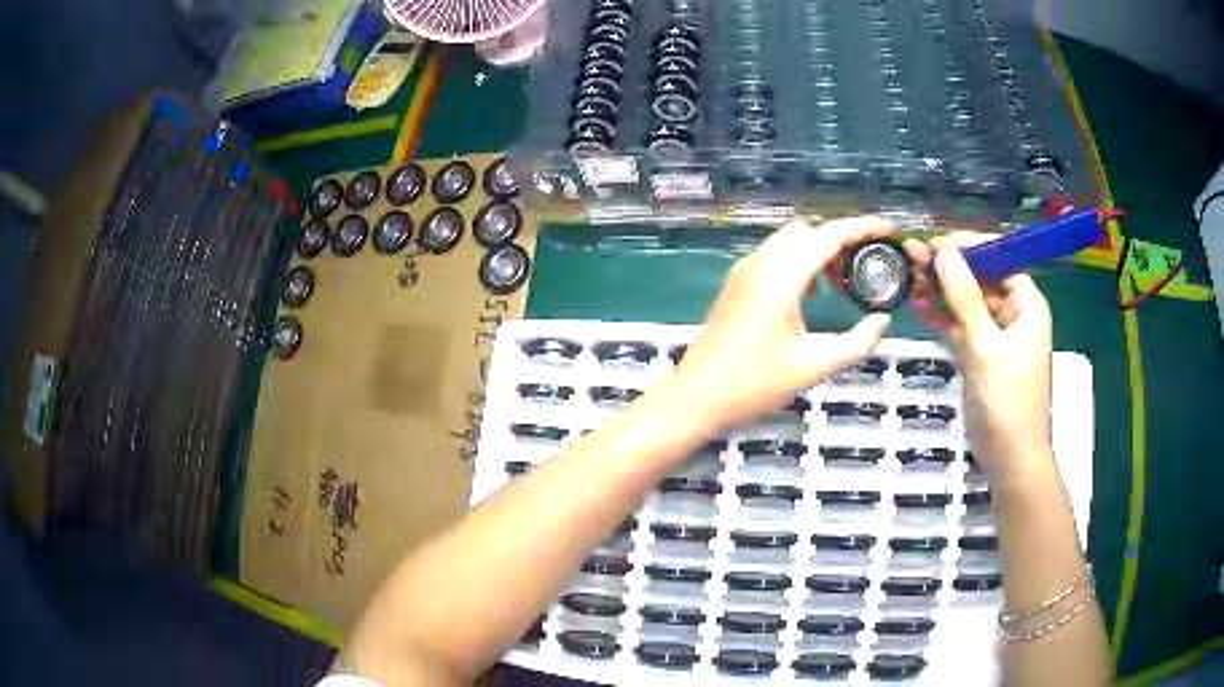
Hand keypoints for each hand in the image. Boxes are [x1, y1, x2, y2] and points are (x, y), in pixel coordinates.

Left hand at [672, 217, 893, 432]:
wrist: (696, 398)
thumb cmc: (755, 384)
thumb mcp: (815, 366)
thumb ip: (857, 342)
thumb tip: (883, 321)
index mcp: (781, 276)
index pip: (830, 235)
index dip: (864, 227)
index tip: (891, 230)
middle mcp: (760, 263)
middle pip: (809, 231)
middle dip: (842, 241)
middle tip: (869, 267)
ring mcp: (743, 271)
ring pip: (790, 242)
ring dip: (820, 251)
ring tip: (845, 283)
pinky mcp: (736, 285)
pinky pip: (775, 257)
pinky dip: (800, 263)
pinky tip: (814, 294)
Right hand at [903, 234, 1054, 480]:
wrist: (1009, 457)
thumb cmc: (1007, 399)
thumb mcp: (985, 345)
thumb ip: (965, 297)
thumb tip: (944, 253)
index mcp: (1027, 305)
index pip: (999, 260)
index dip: (969, 248)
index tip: (936, 244)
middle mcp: (1014, 314)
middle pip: (980, 279)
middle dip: (949, 268)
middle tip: (913, 256)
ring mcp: (997, 336)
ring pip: (967, 303)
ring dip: (941, 291)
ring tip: (909, 276)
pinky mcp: (982, 356)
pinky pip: (961, 328)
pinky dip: (943, 318)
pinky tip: (919, 306)